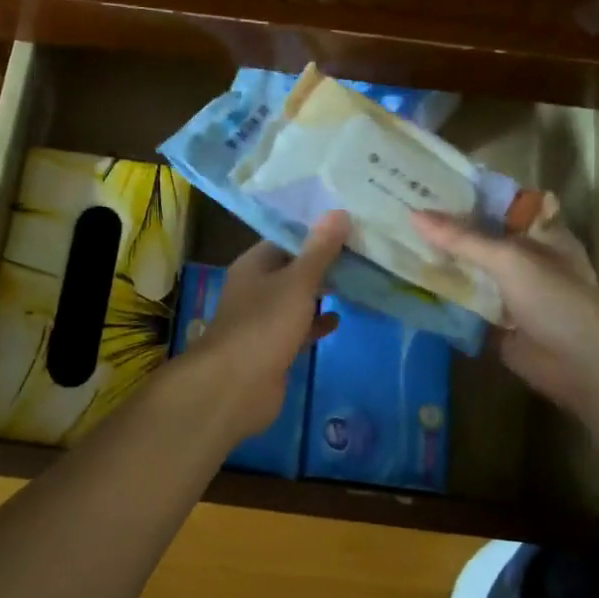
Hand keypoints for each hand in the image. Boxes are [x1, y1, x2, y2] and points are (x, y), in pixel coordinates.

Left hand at [190, 211, 348, 436]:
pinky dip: (317, 323)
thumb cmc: (265, 324)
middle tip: (362, 251)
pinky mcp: (273, 347)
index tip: (349, 224)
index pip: (286, 238)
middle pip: (293, 268)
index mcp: (254, 264)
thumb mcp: (297, 281)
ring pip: (297, 298)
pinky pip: (299, 327)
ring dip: (322, 292)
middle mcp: (256, 287)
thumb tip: (339, 212)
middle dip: (323, 262)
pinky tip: (340, 319)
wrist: (236, 386)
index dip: (316, 231)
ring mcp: (264, 319)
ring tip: (359, 280)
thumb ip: (320, 250)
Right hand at [412, 213, 598, 434]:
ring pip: (469, 269)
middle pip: (479, 237)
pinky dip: (443, 294)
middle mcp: (524, 257)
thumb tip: (414, 215)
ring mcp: (509, 290)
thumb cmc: (556, 299)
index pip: (498, 203)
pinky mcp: (496, 320)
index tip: (426, 183)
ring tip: (394, 242)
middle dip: (445, 228)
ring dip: (441, 261)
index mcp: (538, 232)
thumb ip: (462, 239)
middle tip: (398, 211)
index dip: (466, 193)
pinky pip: (465, 301)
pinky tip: (407, 282)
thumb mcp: (509, 259)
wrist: (581, 365)